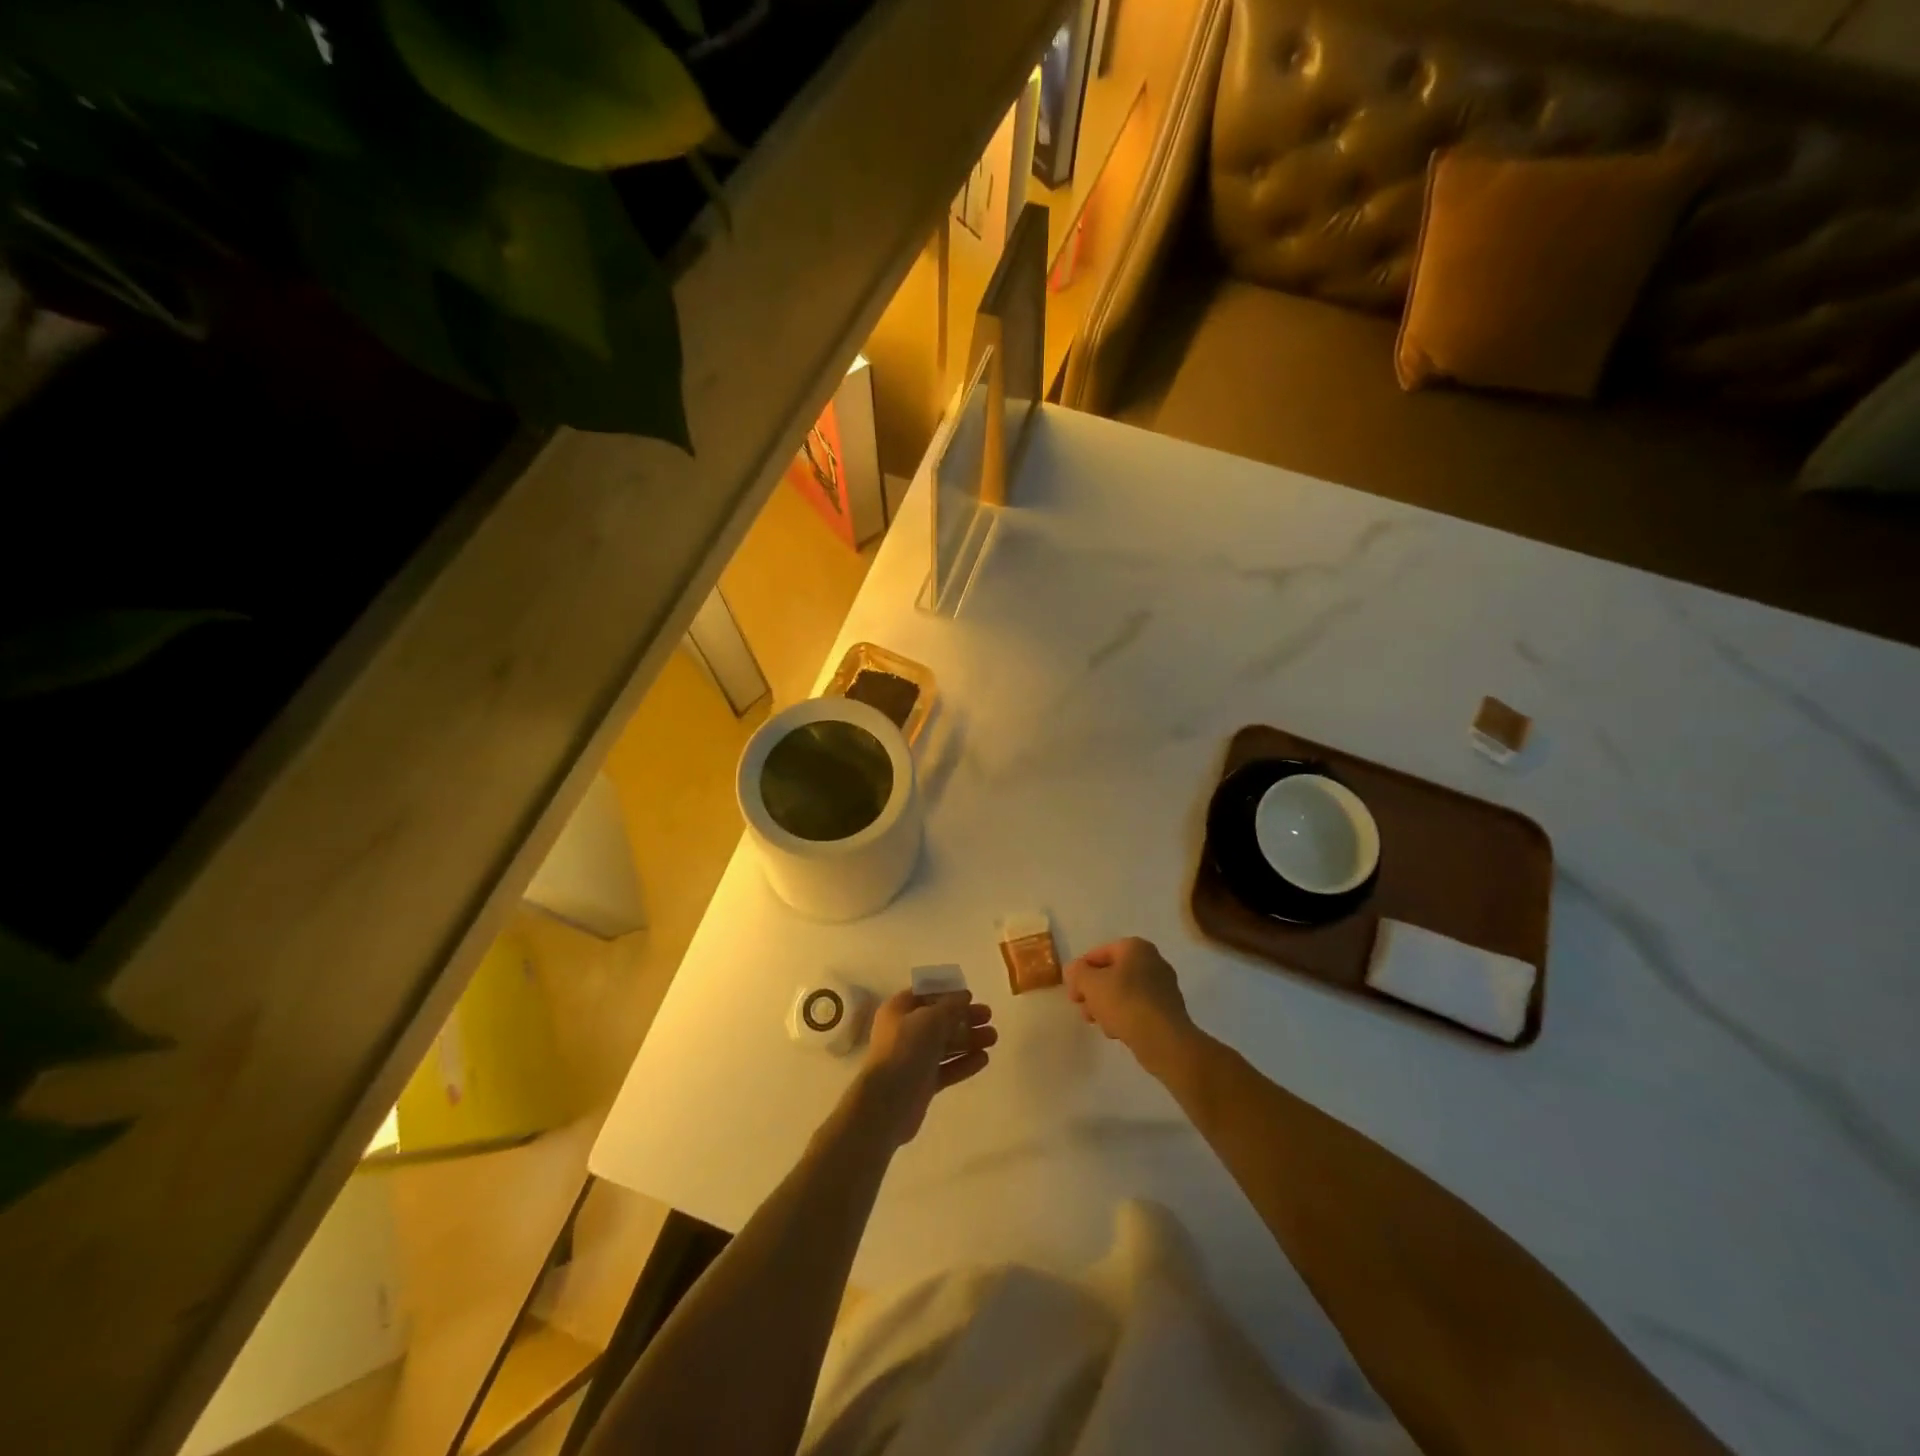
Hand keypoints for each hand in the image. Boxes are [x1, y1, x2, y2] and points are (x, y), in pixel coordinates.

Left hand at [856, 990, 996, 1145]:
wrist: (888, 1102)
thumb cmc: (906, 1049)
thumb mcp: (931, 1019)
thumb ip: (950, 1006)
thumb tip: (963, 996)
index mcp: (899, 1010)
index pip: (925, 994)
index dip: (947, 994)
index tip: (971, 996)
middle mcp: (904, 1032)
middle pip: (939, 1020)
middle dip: (964, 1018)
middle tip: (989, 1017)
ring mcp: (913, 1058)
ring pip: (945, 1045)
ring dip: (968, 1040)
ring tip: (993, 1038)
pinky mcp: (922, 1083)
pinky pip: (946, 1068)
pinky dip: (963, 1063)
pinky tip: (984, 1059)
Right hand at [1064, 937, 1197, 1075]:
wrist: (1164, 1040)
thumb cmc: (1125, 1003)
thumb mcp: (1091, 984)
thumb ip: (1077, 973)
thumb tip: (1073, 970)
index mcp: (1135, 947)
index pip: (1098, 954)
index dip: (1081, 972)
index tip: (1073, 993)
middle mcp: (1152, 961)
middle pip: (1111, 974)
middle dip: (1094, 992)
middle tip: (1083, 1009)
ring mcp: (1163, 986)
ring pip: (1124, 993)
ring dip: (1107, 1006)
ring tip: (1100, 1024)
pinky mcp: (1167, 1010)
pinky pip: (1138, 1008)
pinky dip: (1125, 1016)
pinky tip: (1118, 1031)